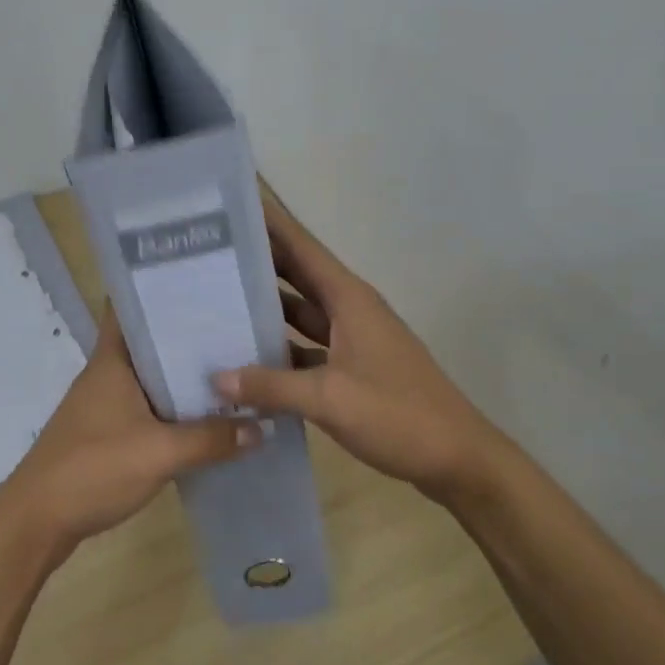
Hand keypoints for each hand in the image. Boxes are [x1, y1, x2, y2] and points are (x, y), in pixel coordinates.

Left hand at [0, 307, 257, 557]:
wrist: (37, 522)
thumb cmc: (92, 469)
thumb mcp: (159, 453)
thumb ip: (211, 439)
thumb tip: (262, 426)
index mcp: (111, 361)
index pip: (129, 306)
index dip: (158, 288)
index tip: (200, 279)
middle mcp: (107, 374)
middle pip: (148, 341)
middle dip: (186, 333)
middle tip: (235, 324)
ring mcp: (104, 405)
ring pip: (150, 377)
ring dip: (182, 374)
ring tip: (232, 365)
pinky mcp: (106, 434)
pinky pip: (147, 408)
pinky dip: (173, 408)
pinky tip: (205, 417)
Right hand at [214, 192, 506, 503]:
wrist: (458, 459)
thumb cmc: (398, 415)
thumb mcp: (329, 399)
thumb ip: (271, 386)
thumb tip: (216, 377)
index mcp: (349, 299)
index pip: (301, 246)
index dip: (269, 223)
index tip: (230, 205)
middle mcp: (349, 310)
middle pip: (297, 275)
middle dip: (257, 261)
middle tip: (206, 252)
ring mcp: (352, 340)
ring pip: (300, 312)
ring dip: (265, 307)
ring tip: (215, 299)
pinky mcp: (352, 369)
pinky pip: (306, 347)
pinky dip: (280, 349)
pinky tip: (246, 358)